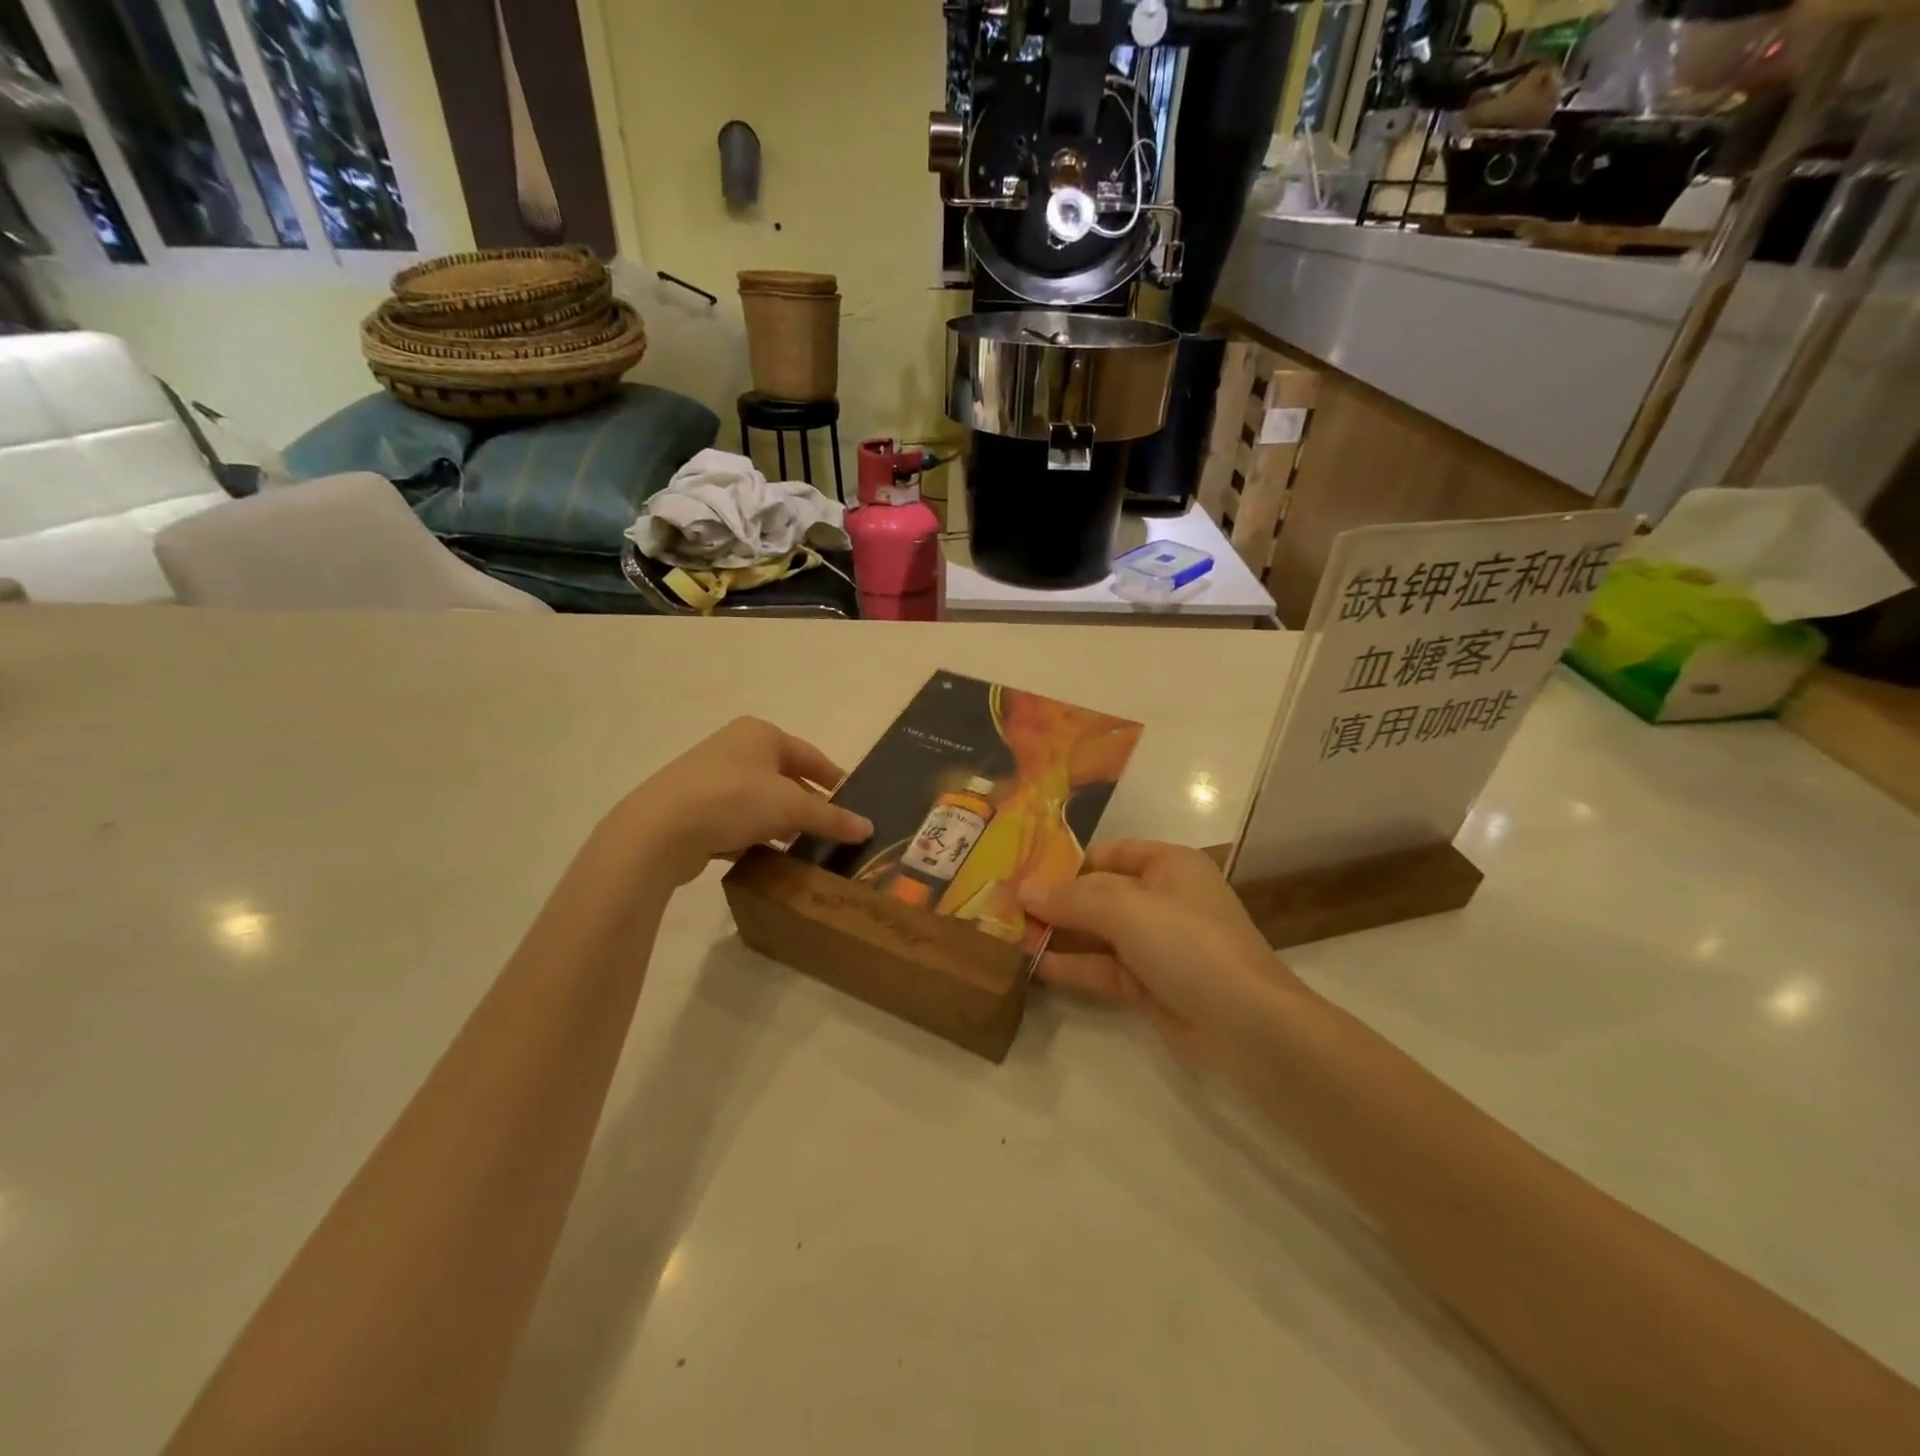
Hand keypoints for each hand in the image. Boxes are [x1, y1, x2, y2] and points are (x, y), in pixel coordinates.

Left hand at [620, 717, 873, 885]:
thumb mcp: (791, 807)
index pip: (810, 755)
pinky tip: (768, 856)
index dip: (834, 778)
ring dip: (781, 822)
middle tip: (831, 828)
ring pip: (760, 800)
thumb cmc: (733, 799)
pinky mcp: (693, 807)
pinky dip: (755, 835)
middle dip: (807, 803)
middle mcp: (735, 748)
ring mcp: (710, 777)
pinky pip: (736, 819)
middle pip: (785, 777)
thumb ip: (831, 817)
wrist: (659, 830)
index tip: (853, 801)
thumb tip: (868, 828)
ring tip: (804, 847)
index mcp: (760, 734)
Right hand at [1024, 840, 1301, 1072]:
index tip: (1022, 874)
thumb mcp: (1125, 908)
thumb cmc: (1187, 943)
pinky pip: (1103, 968)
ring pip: (1098, 934)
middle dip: (1055, 901)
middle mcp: (1162, 899)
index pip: (1108, 854)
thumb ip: (1071, 897)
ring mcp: (1157, 945)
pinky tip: (1032, 966)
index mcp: (1168, 865)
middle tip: (1004, 907)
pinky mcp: (1150, 985)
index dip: (1066, 863)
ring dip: (1058, 935)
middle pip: (1099, 894)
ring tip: (1008, 936)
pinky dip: (1072, 967)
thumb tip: (1023, 888)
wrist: (1247, 1025)